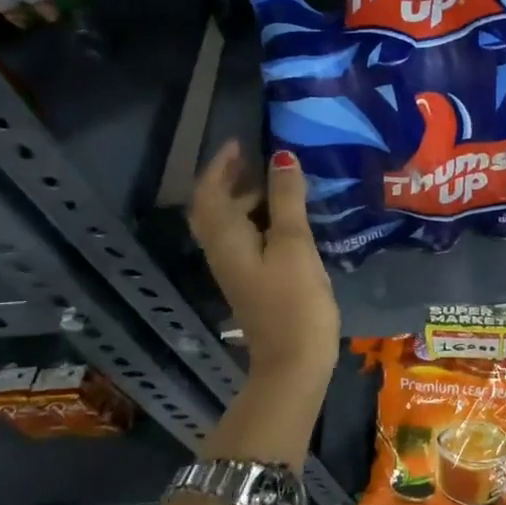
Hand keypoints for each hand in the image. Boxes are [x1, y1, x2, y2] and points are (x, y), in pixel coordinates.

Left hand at [190, 141, 340, 394]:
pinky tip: (286, 220)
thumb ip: (286, 200)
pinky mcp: (253, 283)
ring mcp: (237, 271)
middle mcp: (223, 252)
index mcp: (226, 240)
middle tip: (260, 160)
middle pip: (215, 208)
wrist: (294, 362)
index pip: (210, 192)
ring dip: (246, 200)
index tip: (241, 142)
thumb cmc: (295, 301)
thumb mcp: (294, 245)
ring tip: (279, 183)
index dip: (221, 165)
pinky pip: (246, 240)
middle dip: (232, 180)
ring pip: (231, 225)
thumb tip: (281, 157)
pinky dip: (258, 221)